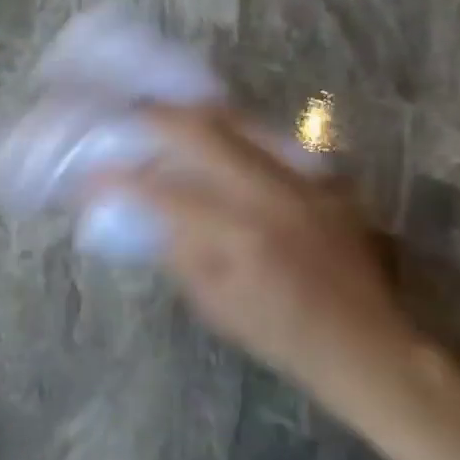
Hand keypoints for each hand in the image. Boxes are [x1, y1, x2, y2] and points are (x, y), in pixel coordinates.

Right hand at [94, 105, 418, 403]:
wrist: (367, 345)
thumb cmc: (282, 337)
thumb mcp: (215, 305)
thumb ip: (176, 250)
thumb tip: (137, 210)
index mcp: (239, 235)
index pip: (163, 191)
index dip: (120, 179)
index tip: (92, 174)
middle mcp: (271, 193)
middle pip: (201, 129)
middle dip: (154, 118)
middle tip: (127, 118)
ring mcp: (301, 178)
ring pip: (237, 120)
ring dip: (193, 114)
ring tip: (165, 115)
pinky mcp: (322, 177)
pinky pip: (265, 136)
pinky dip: (230, 130)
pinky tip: (214, 138)